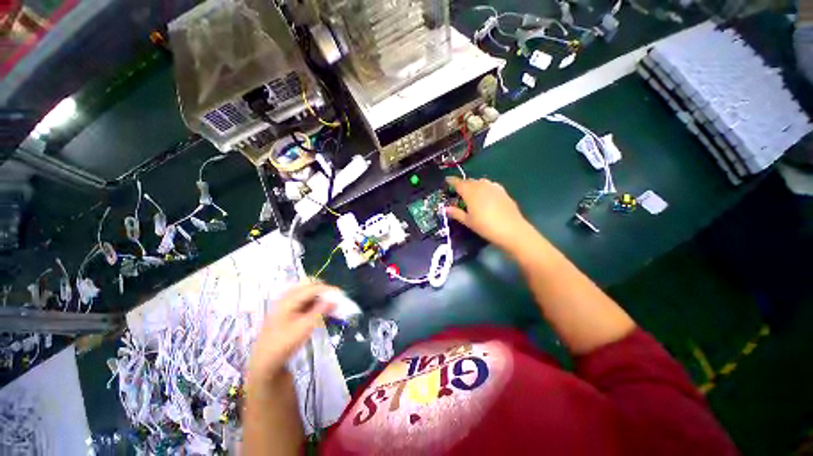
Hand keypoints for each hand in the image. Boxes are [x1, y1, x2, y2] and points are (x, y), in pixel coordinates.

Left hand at [247, 283, 336, 387]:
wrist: (265, 364)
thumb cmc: (284, 344)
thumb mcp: (305, 327)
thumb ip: (320, 310)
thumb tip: (334, 300)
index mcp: (289, 299)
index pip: (312, 288)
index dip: (327, 289)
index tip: (340, 293)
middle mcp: (286, 299)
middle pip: (307, 287)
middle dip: (322, 290)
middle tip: (334, 298)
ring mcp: (284, 306)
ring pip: (305, 294)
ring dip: (318, 297)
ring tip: (329, 305)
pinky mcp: (285, 314)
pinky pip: (301, 302)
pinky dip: (312, 303)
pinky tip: (319, 311)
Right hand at [445, 176, 533, 252]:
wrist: (512, 230)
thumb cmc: (486, 226)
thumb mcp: (468, 221)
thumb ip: (456, 213)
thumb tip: (445, 208)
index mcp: (470, 192)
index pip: (458, 183)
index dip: (451, 181)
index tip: (446, 180)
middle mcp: (481, 185)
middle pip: (469, 181)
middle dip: (462, 184)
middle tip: (458, 191)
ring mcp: (493, 187)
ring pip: (479, 182)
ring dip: (473, 185)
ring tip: (471, 194)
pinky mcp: (502, 191)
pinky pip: (489, 185)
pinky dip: (484, 188)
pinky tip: (485, 196)